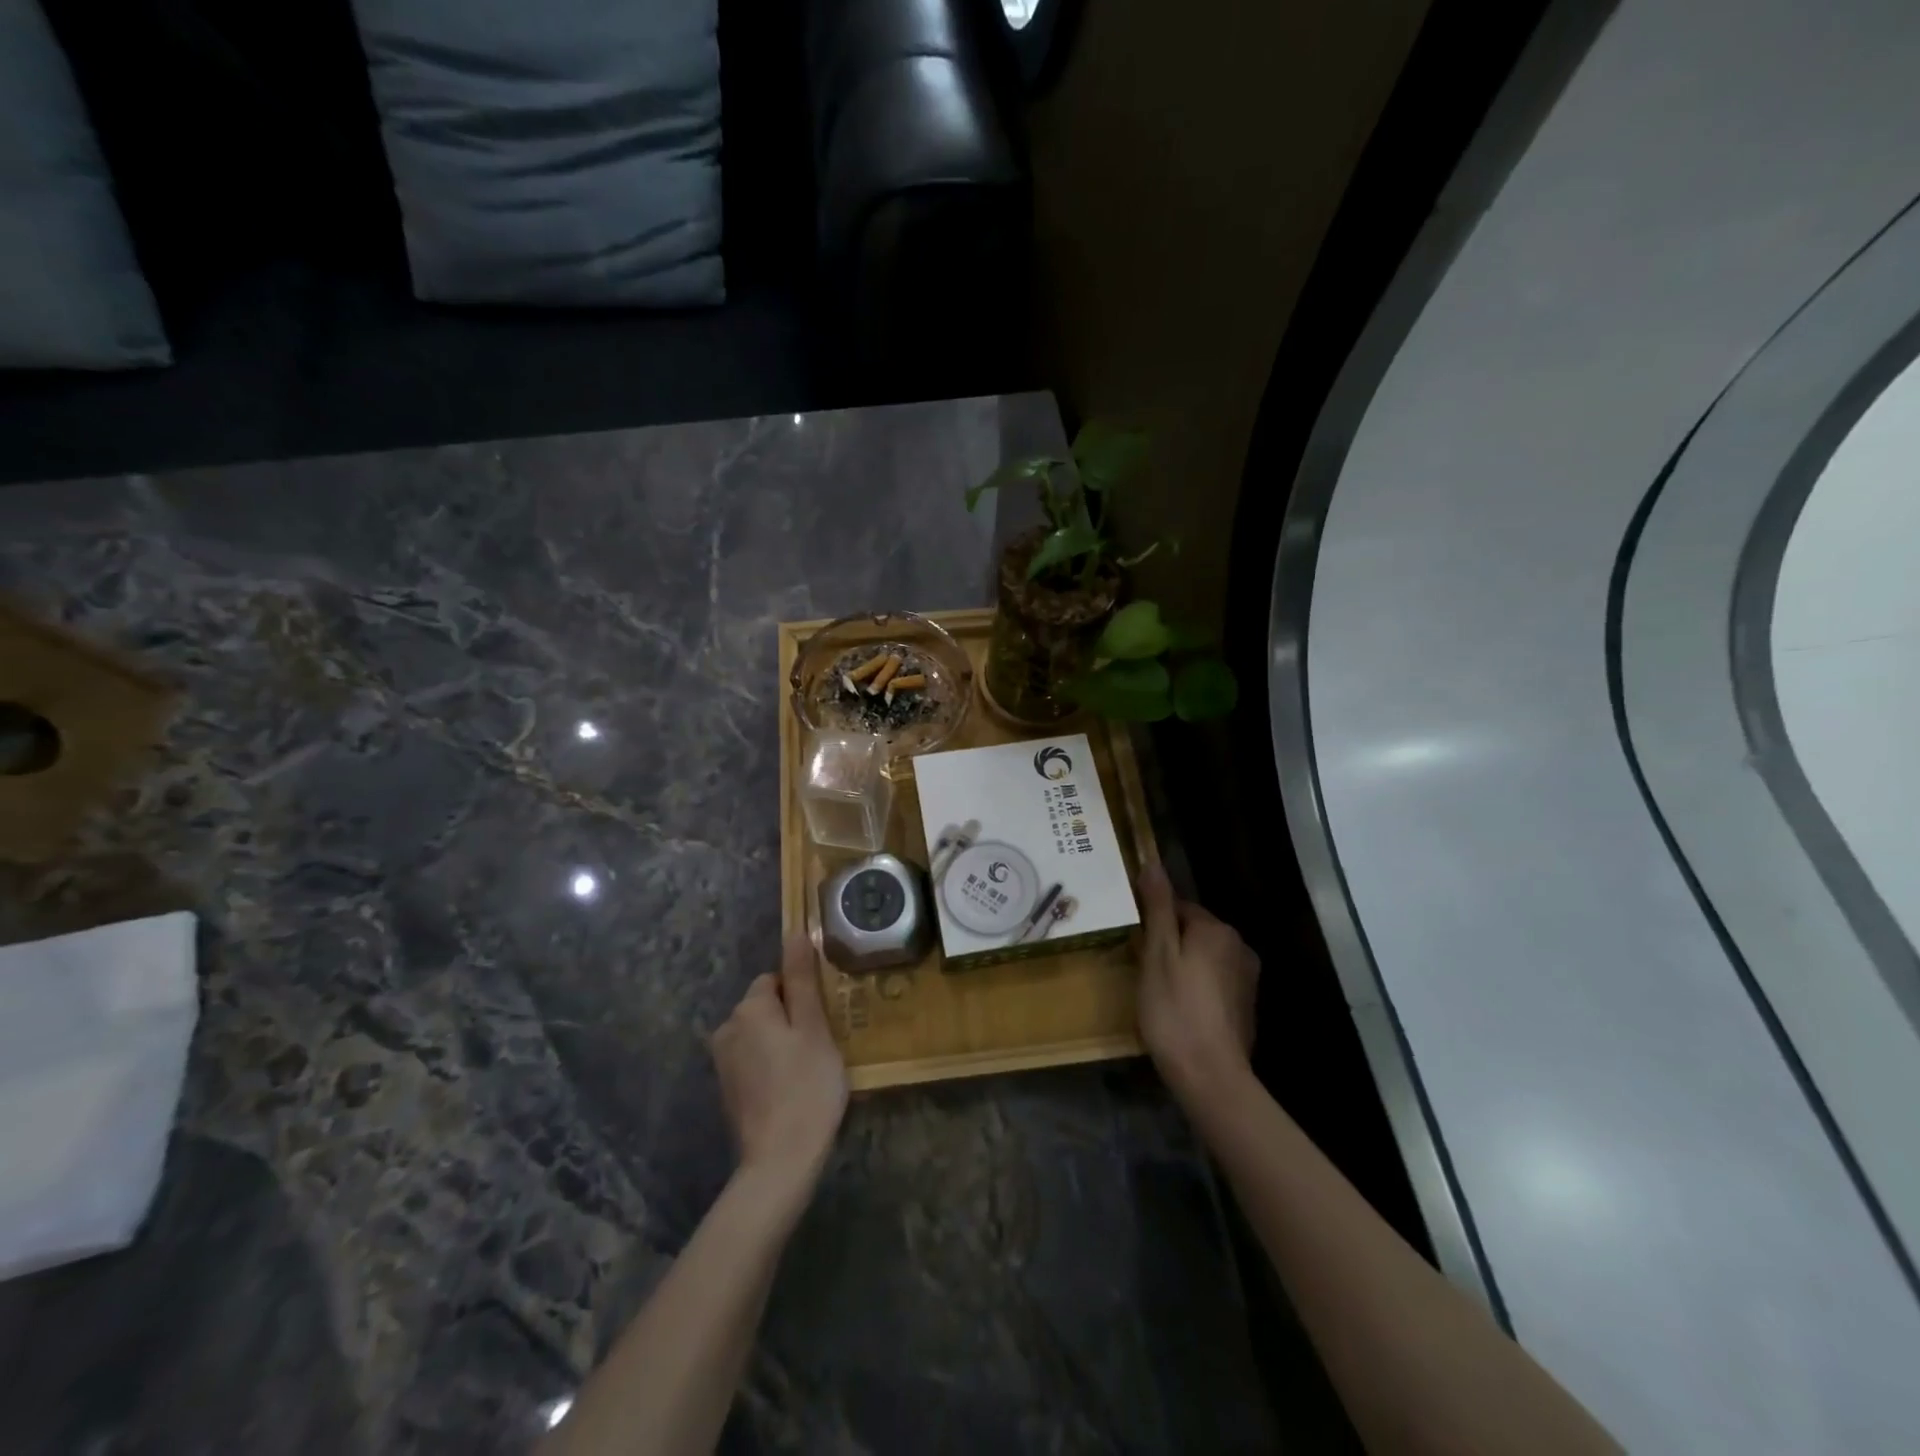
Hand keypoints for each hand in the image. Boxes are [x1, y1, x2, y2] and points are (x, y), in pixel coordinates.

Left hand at [711, 934, 849, 1194]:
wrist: (779, 1161)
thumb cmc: (806, 1086)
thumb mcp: (814, 1028)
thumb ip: (803, 979)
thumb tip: (794, 933)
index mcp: (748, 1009)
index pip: (775, 979)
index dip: (802, 994)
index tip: (824, 1016)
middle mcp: (727, 1029)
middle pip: (766, 1006)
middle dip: (792, 1017)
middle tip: (823, 1043)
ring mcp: (723, 1063)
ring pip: (761, 1034)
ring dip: (782, 1042)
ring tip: (811, 1068)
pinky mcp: (727, 1090)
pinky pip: (754, 1060)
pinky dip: (772, 1066)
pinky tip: (793, 1088)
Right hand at [1136, 862, 1258, 1107]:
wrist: (1210, 1076)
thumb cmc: (1174, 1009)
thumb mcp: (1157, 953)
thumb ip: (1157, 907)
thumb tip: (1153, 861)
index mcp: (1216, 929)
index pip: (1178, 907)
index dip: (1152, 922)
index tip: (1134, 944)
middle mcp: (1239, 946)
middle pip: (1193, 931)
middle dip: (1168, 943)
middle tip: (1142, 969)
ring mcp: (1247, 978)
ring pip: (1204, 957)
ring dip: (1183, 966)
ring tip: (1158, 991)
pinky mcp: (1246, 1006)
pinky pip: (1215, 982)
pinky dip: (1197, 988)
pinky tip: (1180, 1010)